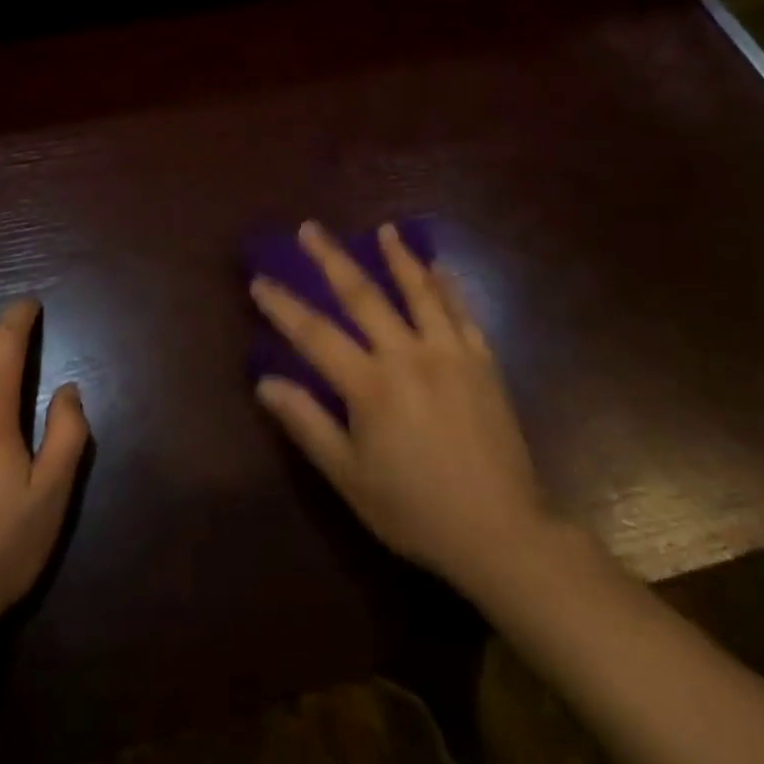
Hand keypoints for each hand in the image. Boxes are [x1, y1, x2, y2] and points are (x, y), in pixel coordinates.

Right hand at [250, 222, 557, 597]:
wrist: (503, 535)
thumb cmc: (416, 511)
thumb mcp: (350, 478)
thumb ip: (307, 424)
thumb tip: (265, 383)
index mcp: (371, 386)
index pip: (314, 334)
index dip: (283, 305)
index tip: (260, 280)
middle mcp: (409, 356)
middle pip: (363, 295)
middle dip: (331, 259)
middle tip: (310, 229)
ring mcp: (451, 354)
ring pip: (419, 292)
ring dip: (398, 257)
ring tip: (384, 230)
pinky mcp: (483, 362)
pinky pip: (462, 311)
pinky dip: (448, 285)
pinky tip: (439, 267)